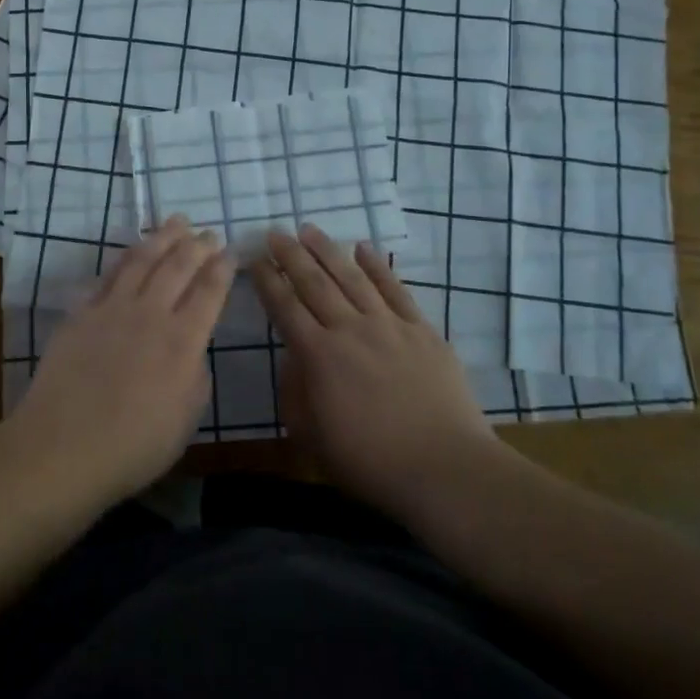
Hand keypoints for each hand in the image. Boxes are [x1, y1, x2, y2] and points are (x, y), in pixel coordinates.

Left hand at [6, 216, 232, 504]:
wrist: (63, 447)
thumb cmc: (132, 447)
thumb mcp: (185, 420)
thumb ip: (196, 377)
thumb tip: (192, 352)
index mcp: (182, 341)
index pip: (209, 292)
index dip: (222, 269)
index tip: (230, 252)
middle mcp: (150, 314)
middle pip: (178, 266)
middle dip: (197, 245)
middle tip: (208, 232)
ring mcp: (112, 309)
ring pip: (142, 260)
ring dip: (162, 238)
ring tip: (176, 222)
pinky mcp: (81, 313)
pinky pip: (106, 276)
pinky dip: (123, 260)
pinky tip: (130, 254)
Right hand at [251, 225, 504, 522]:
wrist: (444, 468)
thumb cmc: (371, 461)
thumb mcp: (312, 436)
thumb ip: (294, 393)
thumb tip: (293, 358)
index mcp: (318, 356)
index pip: (285, 307)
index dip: (267, 280)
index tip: (255, 259)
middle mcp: (349, 330)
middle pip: (314, 283)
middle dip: (291, 255)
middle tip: (275, 233)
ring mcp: (388, 325)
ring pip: (352, 277)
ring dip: (328, 251)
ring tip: (310, 229)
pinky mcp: (422, 330)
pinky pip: (395, 289)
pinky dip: (378, 266)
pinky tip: (364, 248)